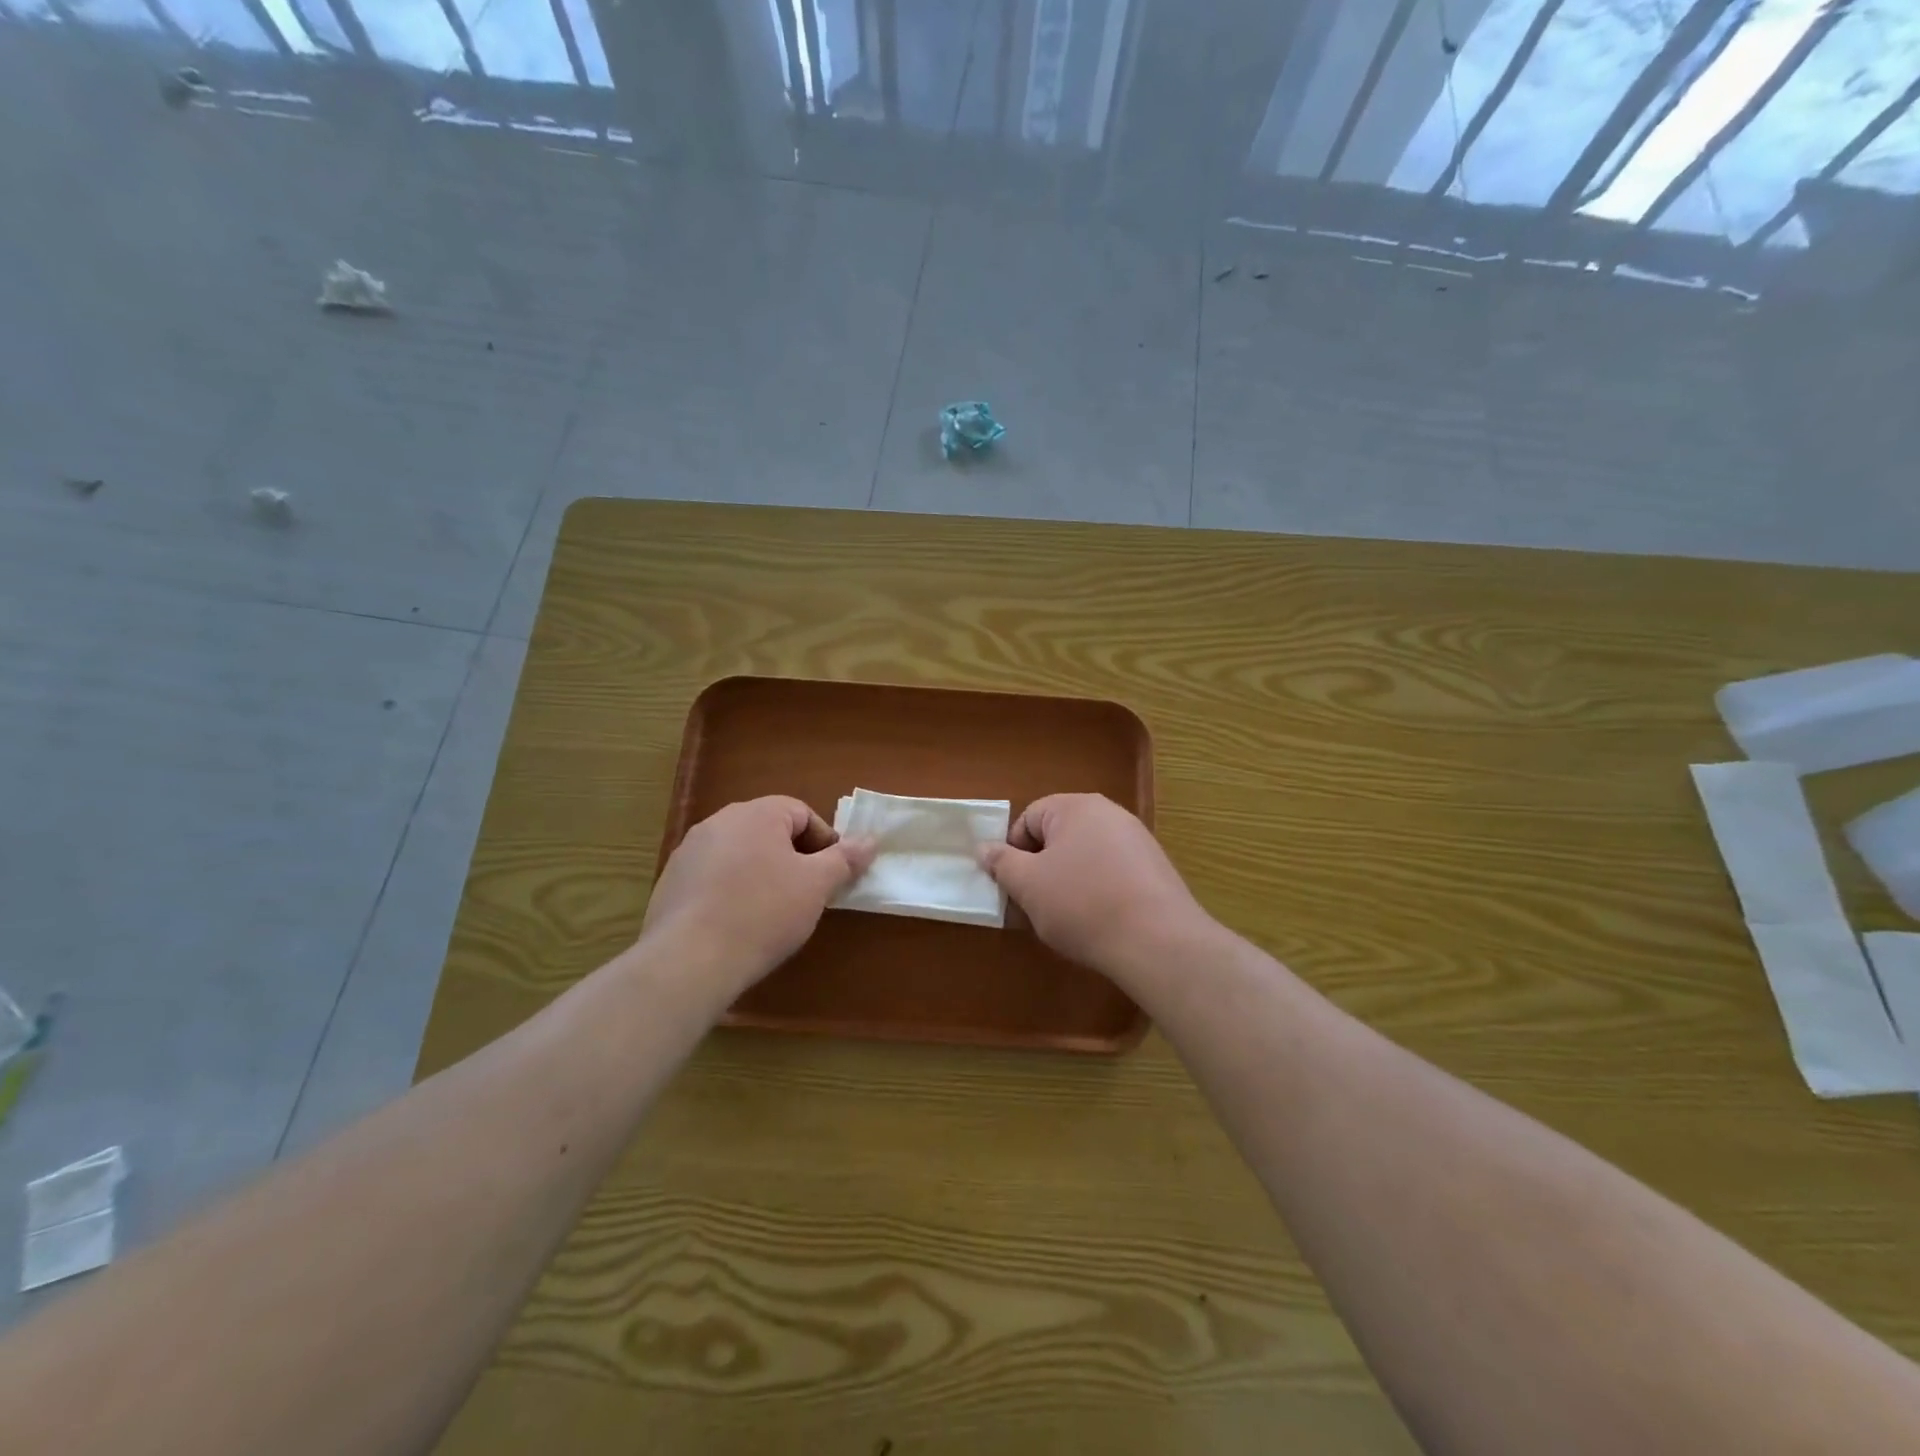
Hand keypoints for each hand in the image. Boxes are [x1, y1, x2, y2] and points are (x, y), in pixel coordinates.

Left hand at [643, 797, 873, 993]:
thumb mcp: (816, 886)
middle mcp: (719, 822)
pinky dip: (731, 892)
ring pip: (740, 854)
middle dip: (793, 859)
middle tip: (806, 894)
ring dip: (761, 874)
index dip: (824, 842)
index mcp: (756, 813)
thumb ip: (845, 859)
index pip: (801, 813)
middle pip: (769, 831)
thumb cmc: (763, 913)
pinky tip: (737, 924)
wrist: (689, 961)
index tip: (832, 876)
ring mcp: (689, 852)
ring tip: (772, 913)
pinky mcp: (670, 882)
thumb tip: (870, 840)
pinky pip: (713, 877)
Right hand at [980, 793, 1210, 977]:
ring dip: (1068, 881)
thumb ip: (1002, 863)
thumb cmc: (1082, 904)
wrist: (1157, 941)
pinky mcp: (1156, 869)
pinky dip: (1098, 891)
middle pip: (1058, 836)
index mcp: (1076, 807)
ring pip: (1085, 856)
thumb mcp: (1028, 885)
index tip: (1014, 886)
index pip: (1029, 818)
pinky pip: (1112, 872)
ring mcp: (1137, 840)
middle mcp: (1109, 813)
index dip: (1014, 852)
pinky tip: (1099, 921)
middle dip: (1041, 868)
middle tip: (1036, 904)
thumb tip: (985, 848)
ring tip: (1067, 918)